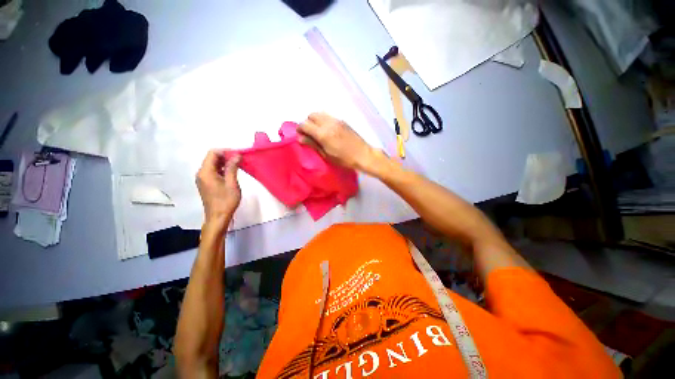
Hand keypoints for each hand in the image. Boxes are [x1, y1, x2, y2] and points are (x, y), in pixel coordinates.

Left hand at [196, 150, 240, 224]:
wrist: (218, 217)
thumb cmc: (226, 201)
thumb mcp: (232, 184)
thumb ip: (232, 168)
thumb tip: (237, 155)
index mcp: (206, 172)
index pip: (213, 153)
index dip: (226, 151)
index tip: (239, 154)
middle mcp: (201, 173)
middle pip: (212, 158)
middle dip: (226, 156)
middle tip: (240, 159)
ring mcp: (202, 178)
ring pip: (213, 164)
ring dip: (225, 162)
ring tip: (238, 165)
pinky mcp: (206, 183)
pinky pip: (213, 171)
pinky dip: (222, 169)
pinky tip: (232, 172)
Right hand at [297, 112, 379, 171]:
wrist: (362, 155)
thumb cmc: (344, 159)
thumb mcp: (326, 155)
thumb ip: (313, 144)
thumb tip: (300, 138)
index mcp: (322, 133)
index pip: (305, 124)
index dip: (299, 128)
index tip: (300, 135)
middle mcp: (328, 123)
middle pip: (311, 115)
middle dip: (307, 122)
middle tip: (309, 133)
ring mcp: (336, 120)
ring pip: (320, 113)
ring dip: (315, 120)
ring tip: (318, 131)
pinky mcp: (342, 121)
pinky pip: (329, 116)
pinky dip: (324, 120)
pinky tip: (328, 130)